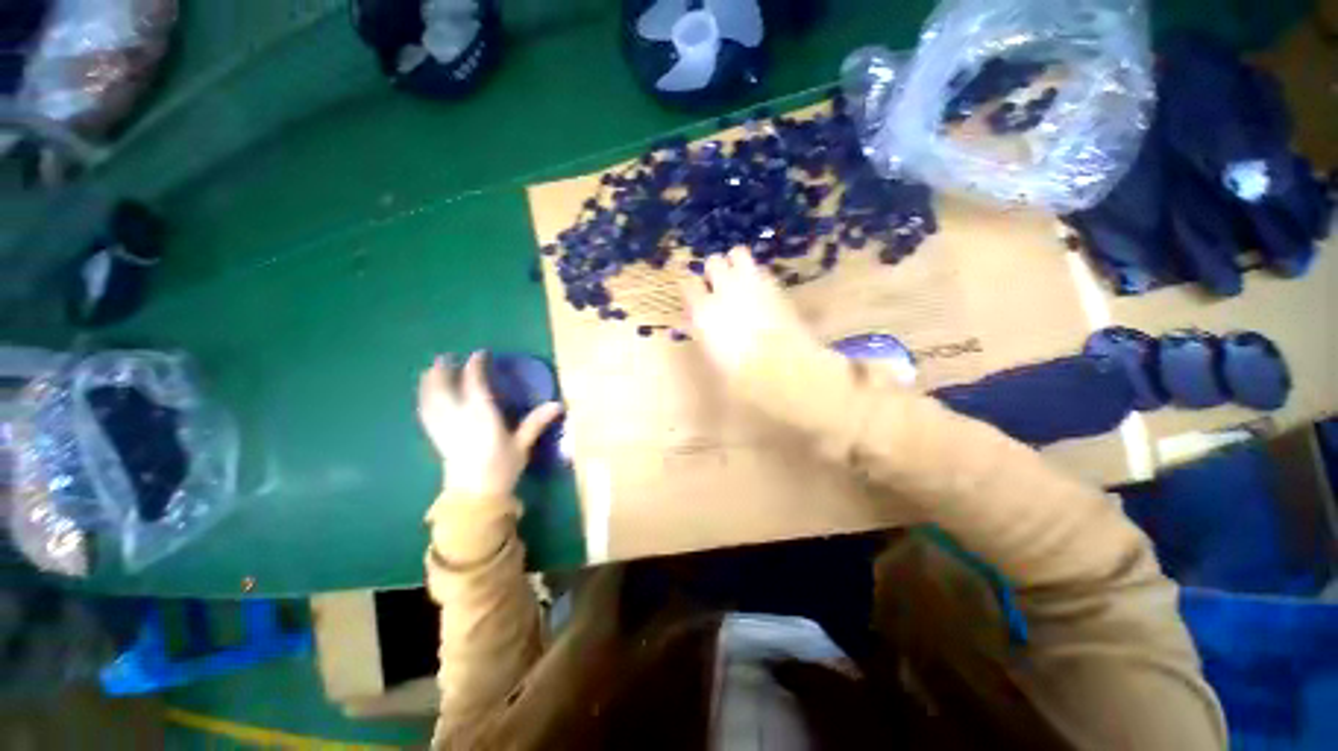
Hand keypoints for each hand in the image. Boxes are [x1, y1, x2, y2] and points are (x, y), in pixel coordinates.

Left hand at [417, 352, 563, 498]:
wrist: (474, 496)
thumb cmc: (502, 468)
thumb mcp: (522, 445)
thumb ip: (536, 422)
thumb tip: (558, 404)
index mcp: (481, 415)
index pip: (475, 384)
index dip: (476, 366)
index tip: (480, 354)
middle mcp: (459, 417)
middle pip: (444, 388)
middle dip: (444, 371)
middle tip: (445, 357)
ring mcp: (444, 427)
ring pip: (431, 399)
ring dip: (429, 383)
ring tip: (428, 371)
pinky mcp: (437, 438)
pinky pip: (426, 413)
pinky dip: (424, 401)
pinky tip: (425, 398)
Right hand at [682, 246, 826, 386]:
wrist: (784, 367)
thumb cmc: (741, 372)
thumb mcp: (712, 355)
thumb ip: (701, 331)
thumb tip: (695, 319)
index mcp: (704, 309)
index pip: (688, 284)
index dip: (691, 290)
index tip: (695, 298)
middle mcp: (725, 289)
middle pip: (713, 261)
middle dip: (714, 271)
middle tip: (718, 285)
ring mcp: (751, 282)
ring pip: (737, 253)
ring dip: (735, 263)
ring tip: (738, 278)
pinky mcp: (774, 284)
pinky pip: (761, 269)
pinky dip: (756, 275)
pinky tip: (759, 290)